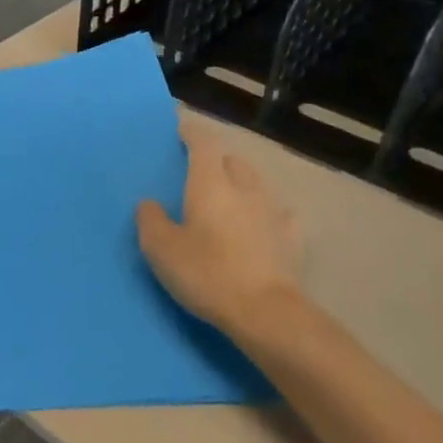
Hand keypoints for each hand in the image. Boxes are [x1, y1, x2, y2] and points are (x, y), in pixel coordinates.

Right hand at [136, 123, 308, 346]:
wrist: (266, 313)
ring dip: (242, 183)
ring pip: (256, 184)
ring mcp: (273, 212)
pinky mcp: (292, 239)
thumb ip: (150, 220)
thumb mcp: (161, 249)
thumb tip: (150, 204)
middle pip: (232, 160)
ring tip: (230, 196)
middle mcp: (244, 188)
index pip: (204, 143)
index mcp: (210, 183)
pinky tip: (263, 224)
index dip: (192, 133)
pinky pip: (279, 214)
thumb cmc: (207, 273)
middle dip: (217, 159)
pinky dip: (267, 213)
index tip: (181, 130)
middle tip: (200, 170)